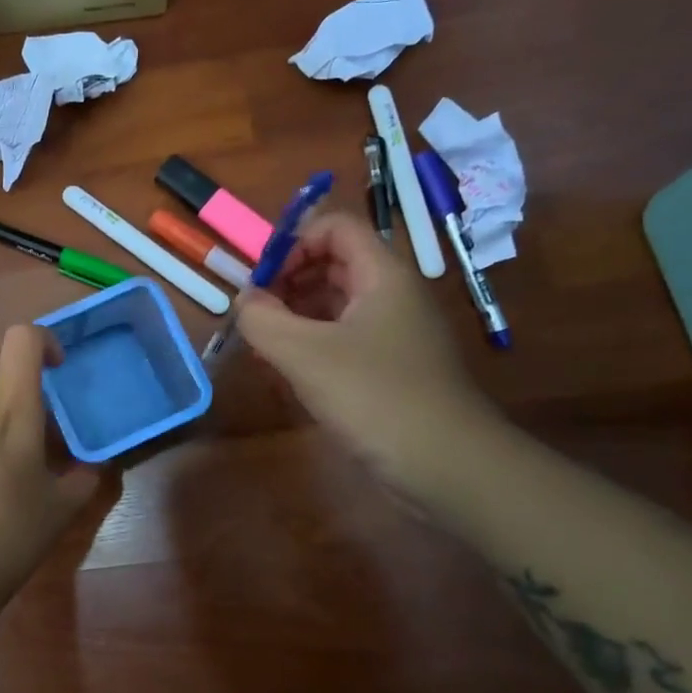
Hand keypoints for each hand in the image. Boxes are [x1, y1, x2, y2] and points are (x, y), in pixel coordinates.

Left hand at [0, 325, 99, 600]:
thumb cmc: (9, 534)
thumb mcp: (60, 509)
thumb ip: (83, 479)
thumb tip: (93, 466)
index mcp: (12, 410)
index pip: (20, 338)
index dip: (43, 339)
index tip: (60, 369)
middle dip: (20, 359)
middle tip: (42, 394)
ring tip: (18, 433)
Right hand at [236, 209, 498, 504]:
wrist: (447, 465)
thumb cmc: (376, 397)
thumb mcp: (305, 354)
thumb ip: (263, 320)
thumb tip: (244, 301)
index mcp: (382, 275)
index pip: (335, 227)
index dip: (293, 241)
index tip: (262, 279)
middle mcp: (392, 294)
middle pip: (335, 260)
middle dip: (289, 277)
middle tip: (257, 311)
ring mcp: (394, 331)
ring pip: (337, 300)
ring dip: (297, 310)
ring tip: (266, 340)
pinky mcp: (390, 366)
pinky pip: (344, 335)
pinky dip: (313, 340)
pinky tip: (291, 367)